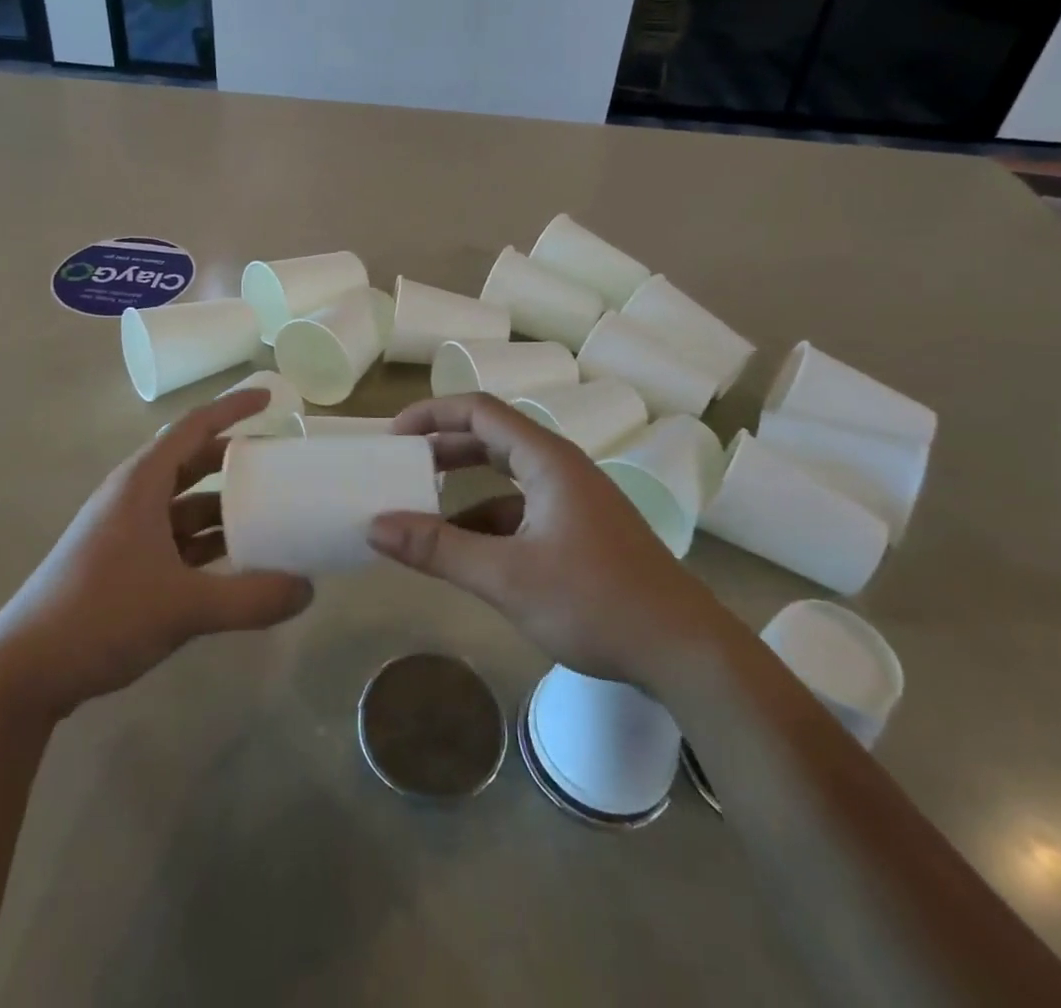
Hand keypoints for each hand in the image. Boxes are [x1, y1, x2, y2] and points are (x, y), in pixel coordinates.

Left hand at [0, 389, 313, 718]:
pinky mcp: (123, 564)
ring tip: (268, 511)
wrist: (24, 673)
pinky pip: (176, 538)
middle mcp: (133, 498)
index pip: (194, 427)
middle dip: (235, 458)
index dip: (233, 408)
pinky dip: (208, 542)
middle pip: (191, 462)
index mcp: (141, 483)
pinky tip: (236, 561)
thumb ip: (250, 599)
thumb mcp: (183, 607)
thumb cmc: (100, 615)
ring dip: (223, 506)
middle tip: (278, 461)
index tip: (271, 400)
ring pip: (185, 504)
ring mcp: (126, 532)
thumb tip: (308, 590)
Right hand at [369, 393, 724, 682]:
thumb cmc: (595, 602)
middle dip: (443, 450)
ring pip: (506, 480)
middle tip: (401, 467)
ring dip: (464, 493)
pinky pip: (523, 512)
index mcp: (547, 460)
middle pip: (492, 439)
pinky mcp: (580, 532)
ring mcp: (574, 501)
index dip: (432, 414)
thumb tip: (375, 528)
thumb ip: (439, 550)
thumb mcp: (507, 577)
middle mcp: (561, 468)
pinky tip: (466, 555)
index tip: (394, 435)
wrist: (684, 651)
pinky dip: (488, 524)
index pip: (480, 410)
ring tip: (422, 516)